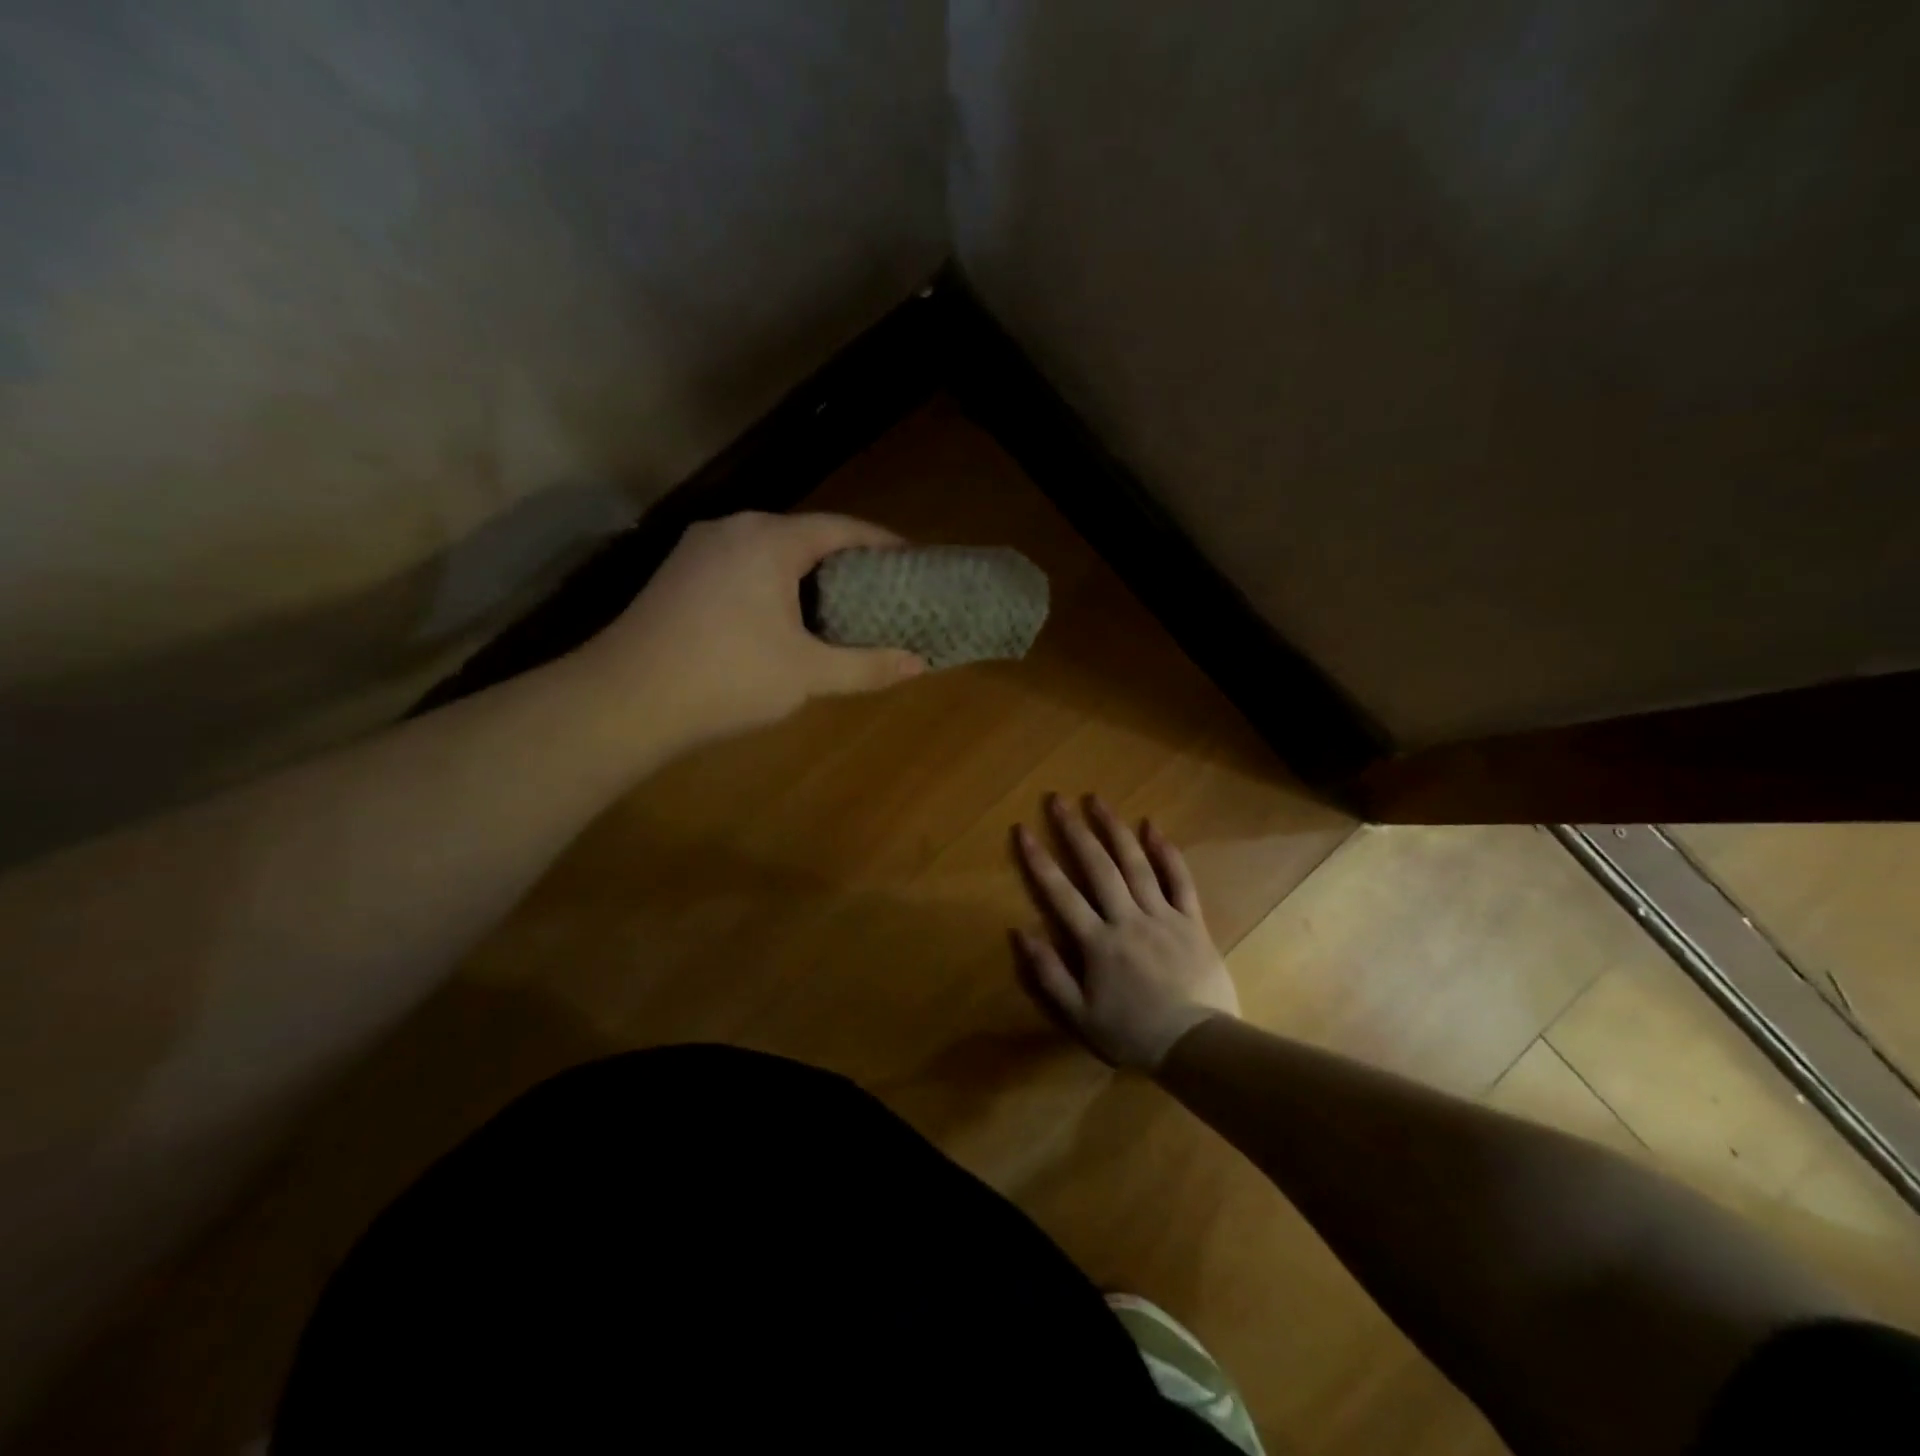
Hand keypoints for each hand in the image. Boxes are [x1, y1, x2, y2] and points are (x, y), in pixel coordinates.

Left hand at [585, 512, 925, 741]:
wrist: (626, 700)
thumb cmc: (728, 677)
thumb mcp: (808, 674)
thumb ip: (866, 665)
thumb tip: (919, 664)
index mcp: (769, 539)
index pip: (841, 527)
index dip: (882, 543)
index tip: (912, 562)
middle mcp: (733, 528)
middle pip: (804, 535)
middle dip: (845, 560)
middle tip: (881, 590)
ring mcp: (698, 549)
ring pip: (769, 550)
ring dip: (806, 573)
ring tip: (839, 604)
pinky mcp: (677, 574)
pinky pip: (741, 565)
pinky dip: (773, 582)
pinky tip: (782, 616)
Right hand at [1010, 794, 1240, 1071]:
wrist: (1198, 1046)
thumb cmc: (1134, 1033)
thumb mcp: (1080, 1016)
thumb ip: (1049, 973)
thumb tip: (1021, 931)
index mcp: (1098, 942)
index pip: (1061, 893)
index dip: (1039, 860)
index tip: (1023, 829)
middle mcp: (1127, 919)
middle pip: (1098, 867)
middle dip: (1075, 831)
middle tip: (1058, 799)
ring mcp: (1163, 916)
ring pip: (1136, 864)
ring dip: (1115, 829)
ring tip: (1097, 800)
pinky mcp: (1192, 921)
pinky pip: (1179, 880)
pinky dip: (1166, 852)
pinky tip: (1153, 827)